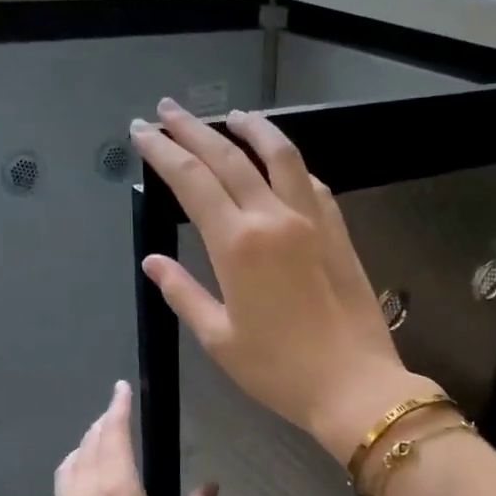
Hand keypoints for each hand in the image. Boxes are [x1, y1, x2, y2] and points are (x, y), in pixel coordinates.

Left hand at [35, 380, 216, 495]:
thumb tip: (211, 486)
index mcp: (117, 492)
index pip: (114, 435)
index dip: (118, 409)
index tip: (121, 388)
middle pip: (89, 446)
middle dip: (102, 424)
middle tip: (115, 411)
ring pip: (69, 467)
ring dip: (83, 447)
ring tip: (97, 441)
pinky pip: (62, 493)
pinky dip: (73, 476)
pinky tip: (83, 489)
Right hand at [131, 98, 438, 460]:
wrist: (354, 385)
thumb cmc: (279, 371)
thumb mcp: (219, 339)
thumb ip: (183, 293)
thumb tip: (154, 263)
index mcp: (236, 245)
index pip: (191, 181)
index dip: (162, 151)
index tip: (142, 132)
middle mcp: (273, 218)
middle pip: (228, 158)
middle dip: (193, 130)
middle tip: (168, 111)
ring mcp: (312, 221)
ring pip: (280, 155)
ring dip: (253, 128)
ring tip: (233, 115)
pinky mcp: (338, 232)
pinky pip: (311, 183)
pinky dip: (290, 163)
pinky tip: (282, 161)